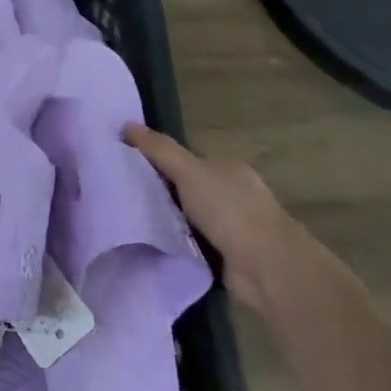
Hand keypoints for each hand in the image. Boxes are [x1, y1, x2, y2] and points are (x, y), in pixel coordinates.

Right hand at [123, 125, 298, 316]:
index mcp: (228, 168)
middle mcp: (233, 194)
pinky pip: (193, 242)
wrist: (265, 267)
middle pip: (187, 187)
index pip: (187, 159)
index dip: (158, 160)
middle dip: (161, 191)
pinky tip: (153, 243)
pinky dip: (177, 243)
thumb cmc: (229, 209)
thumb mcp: (188, 170)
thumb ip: (159, 149)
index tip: (127, 166)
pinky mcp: (228, 256)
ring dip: (168, 220)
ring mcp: (233, 226)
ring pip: (188, 217)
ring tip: (131, 219)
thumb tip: (126, 124)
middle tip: (124, 194)